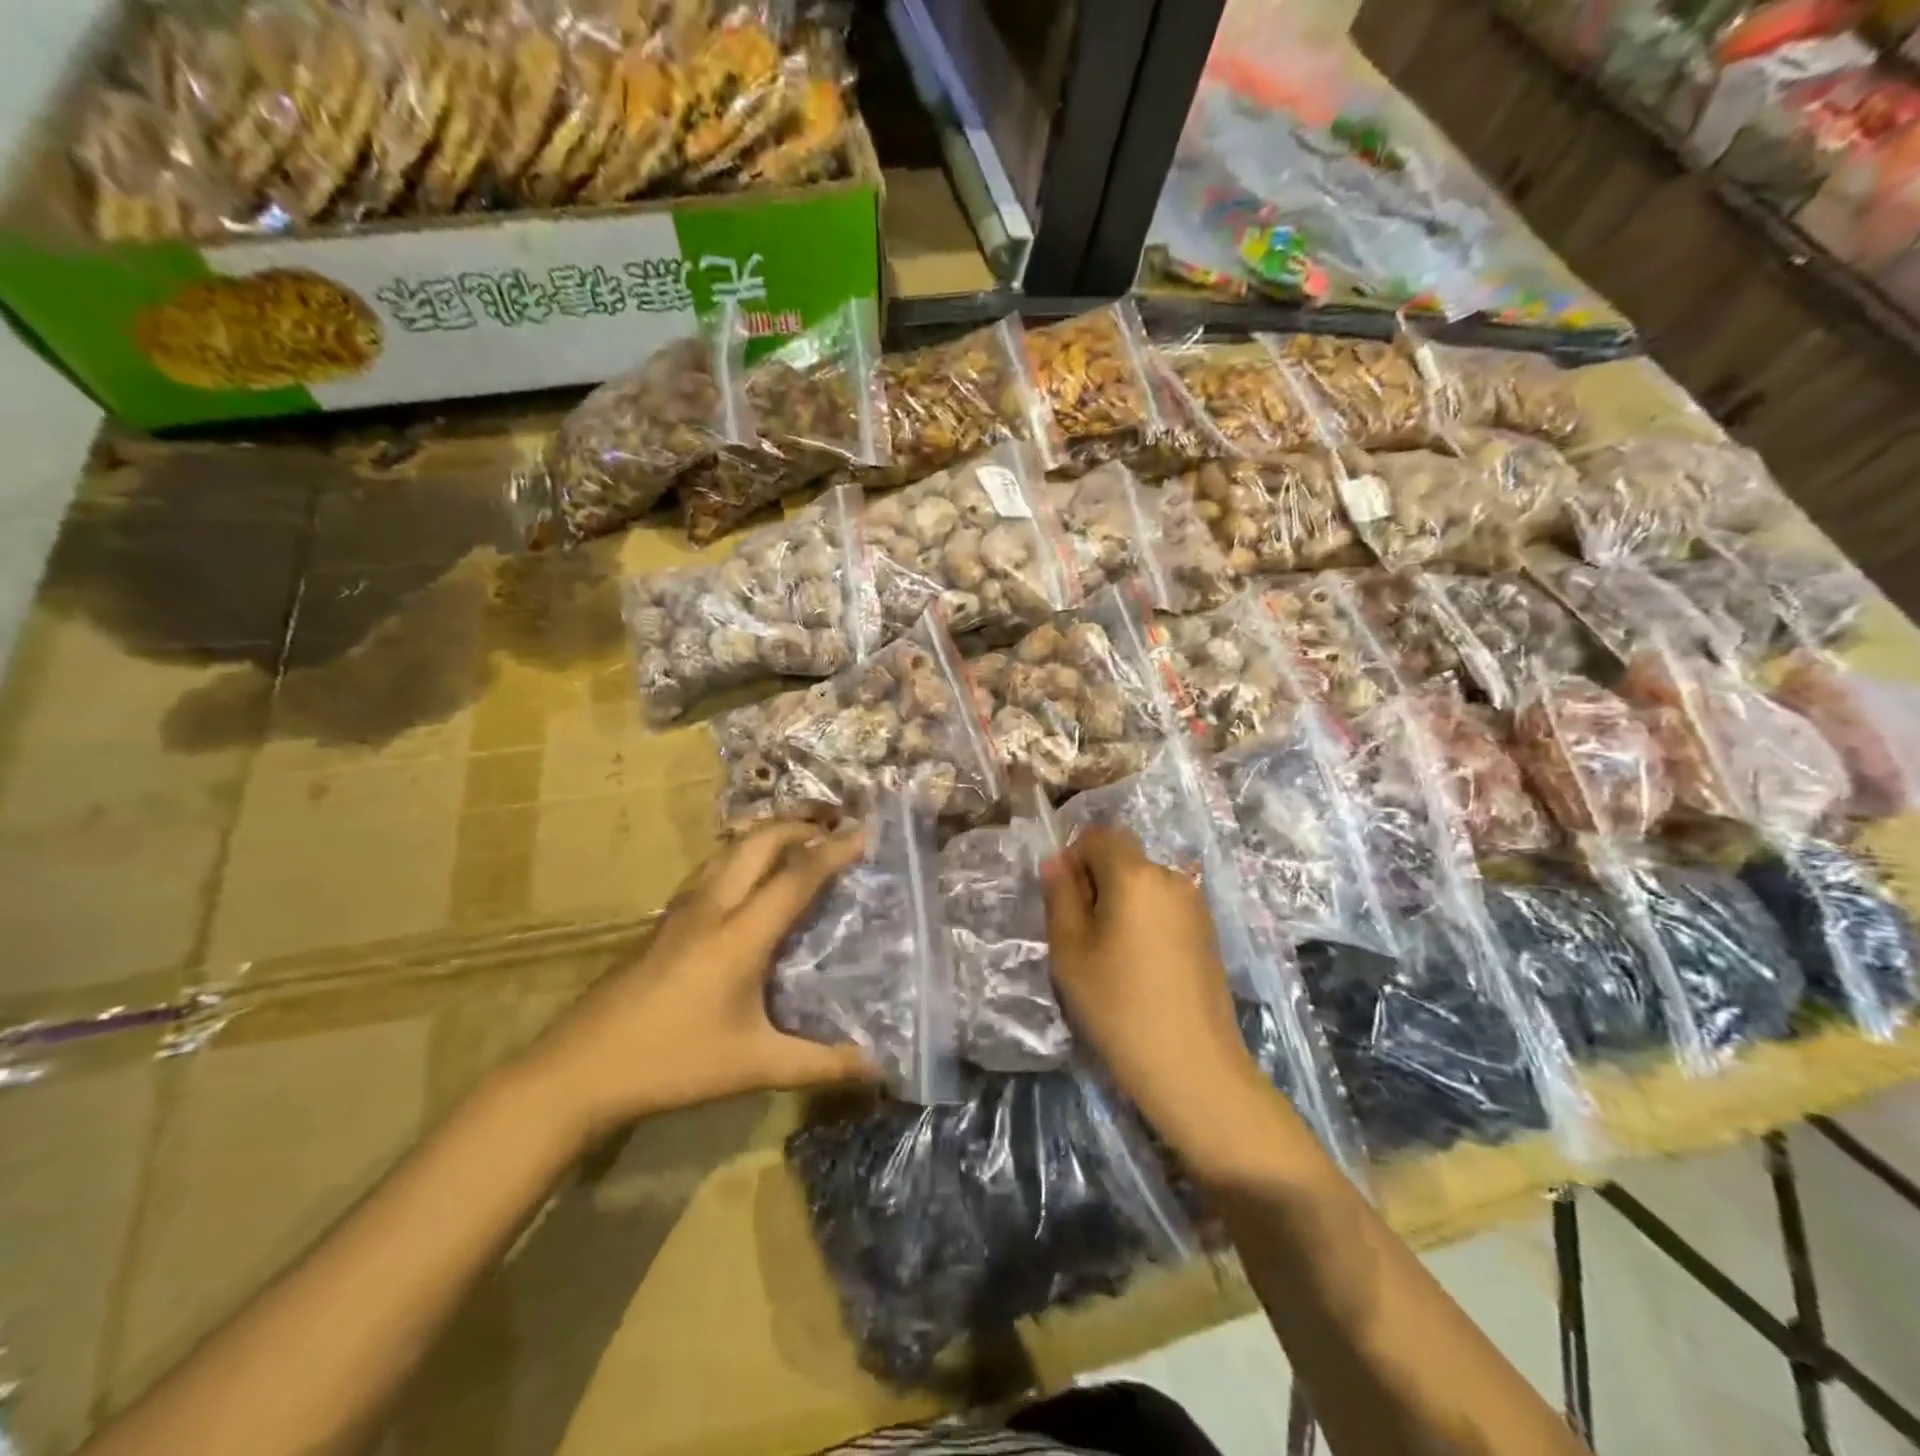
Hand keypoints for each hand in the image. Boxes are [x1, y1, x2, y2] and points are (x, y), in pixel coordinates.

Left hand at [520, 822, 879, 1139]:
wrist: (577, 1071)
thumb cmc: (671, 1063)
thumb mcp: (753, 1067)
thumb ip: (819, 1064)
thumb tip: (876, 1067)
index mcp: (739, 935)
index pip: (796, 877)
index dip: (834, 851)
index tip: (864, 830)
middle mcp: (711, 908)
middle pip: (758, 843)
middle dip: (798, 827)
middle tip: (832, 830)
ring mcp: (680, 911)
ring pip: (728, 850)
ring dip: (766, 836)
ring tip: (796, 843)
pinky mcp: (661, 923)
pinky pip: (710, 869)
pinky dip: (740, 856)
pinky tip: (745, 880)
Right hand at [1042, 827, 1269, 1155]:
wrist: (1192, 1066)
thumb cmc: (1118, 1005)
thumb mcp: (1071, 951)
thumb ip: (1060, 896)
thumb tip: (1057, 861)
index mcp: (1135, 875)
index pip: (1100, 835)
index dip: (1075, 857)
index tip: (1065, 900)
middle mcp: (1171, 878)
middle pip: (1124, 858)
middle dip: (1097, 881)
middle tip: (1081, 933)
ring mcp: (1195, 906)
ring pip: (1144, 884)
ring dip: (1121, 902)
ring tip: (1110, 955)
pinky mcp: (1207, 933)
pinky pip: (1164, 907)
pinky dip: (1145, 920)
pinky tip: (1140, 967)